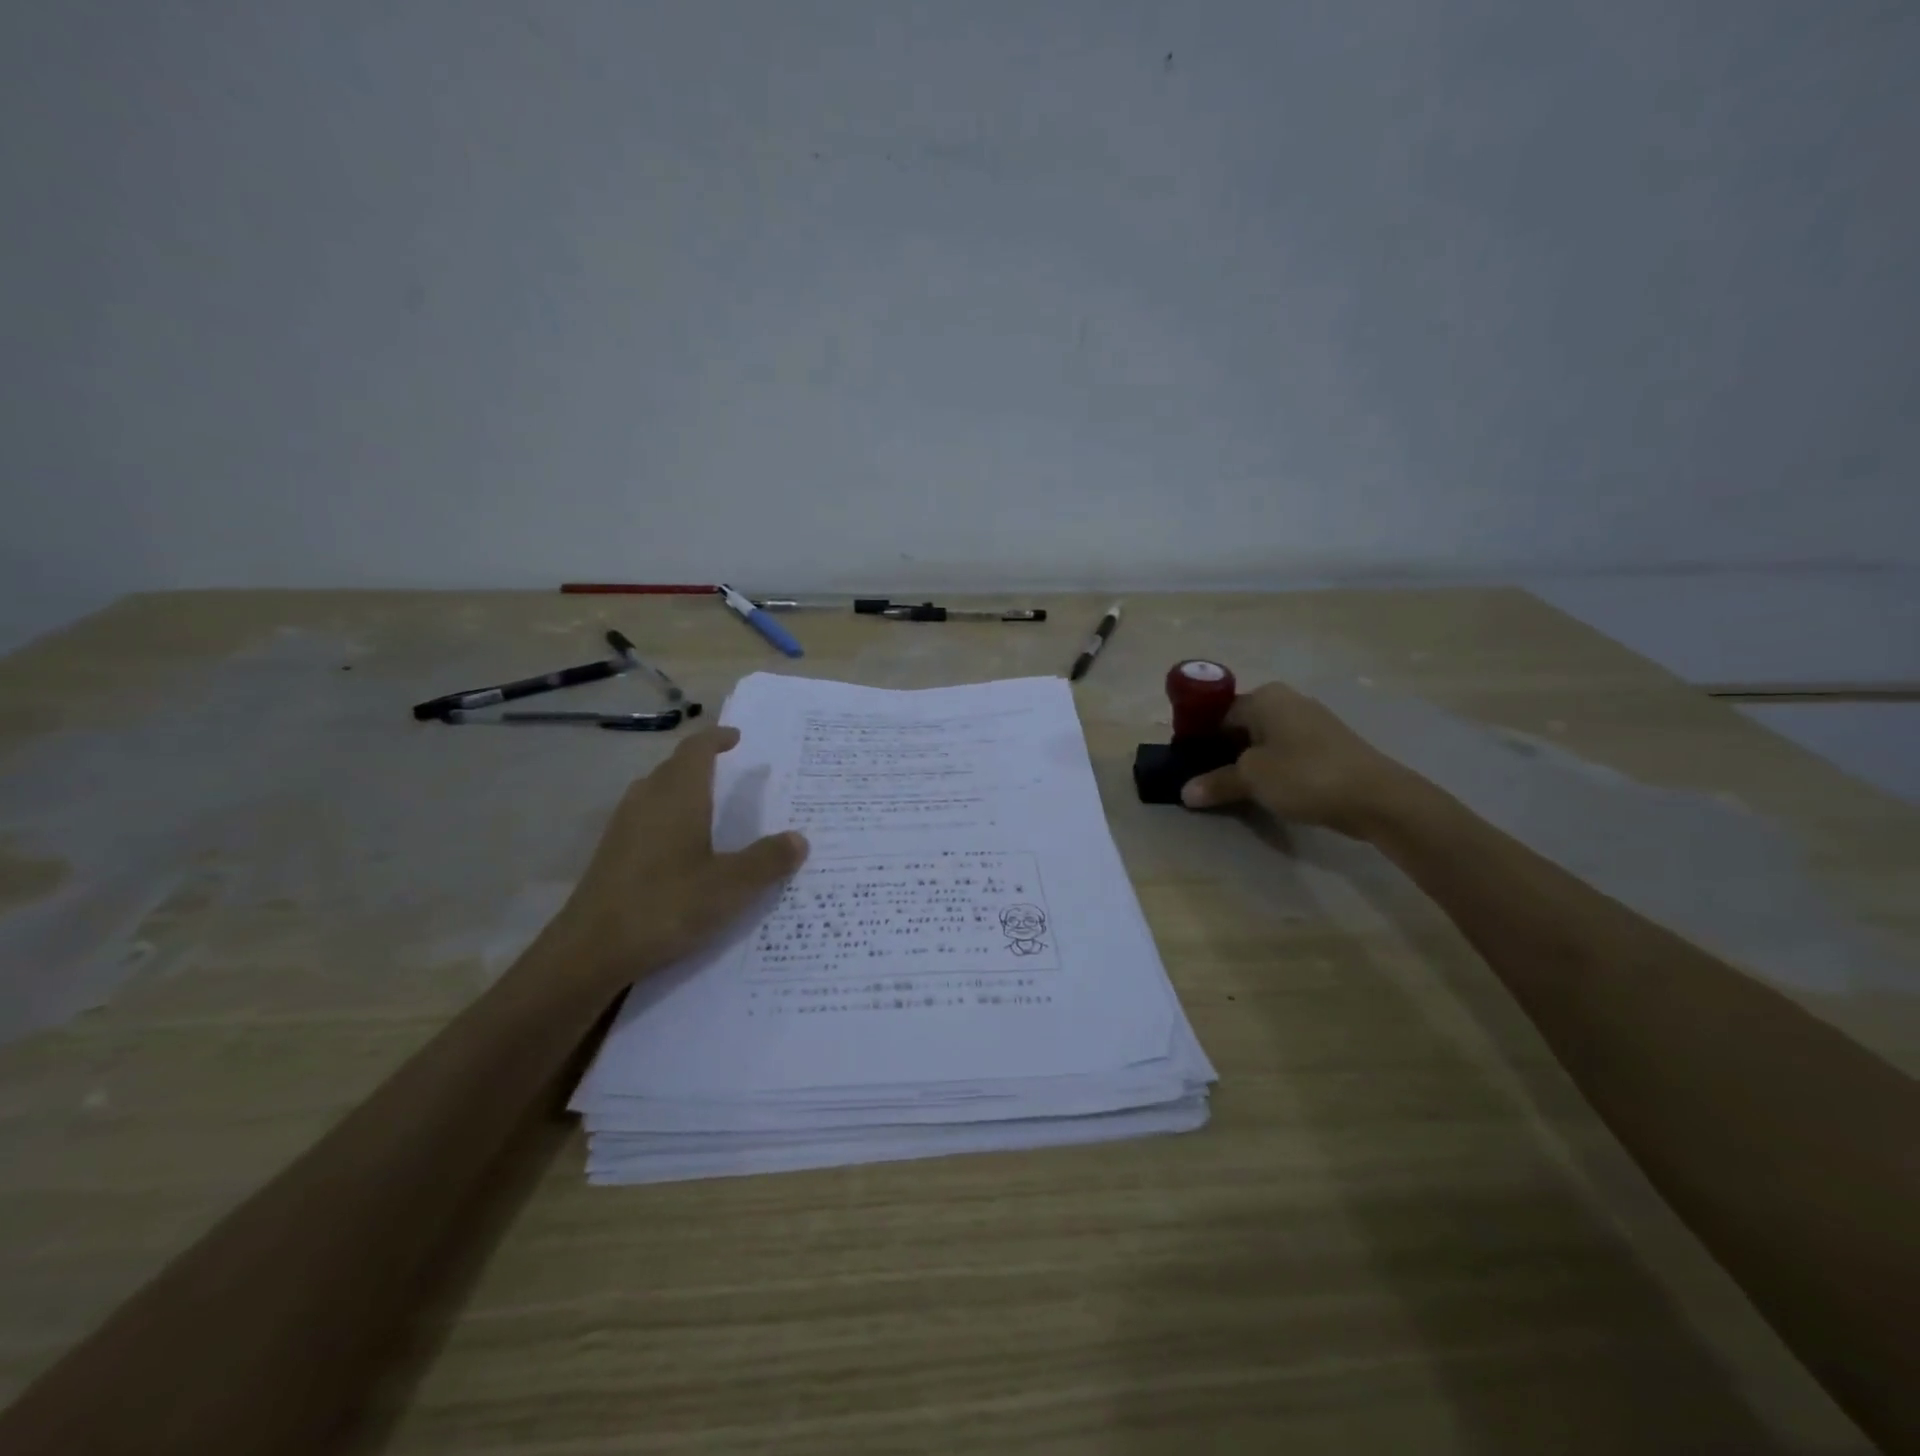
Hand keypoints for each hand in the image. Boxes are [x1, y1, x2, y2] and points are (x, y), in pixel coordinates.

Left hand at [545, 726, 807, 988]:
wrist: (589, 952)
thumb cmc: (666, 906)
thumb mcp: (731, 887)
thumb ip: (767, 860)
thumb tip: (798, 839)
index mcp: (677, 796)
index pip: (696, 750)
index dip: (716, 739)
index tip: (737, 738)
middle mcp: (646, 802)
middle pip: (674, 769)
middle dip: (702, 765)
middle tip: (734, 776)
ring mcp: (623, 829)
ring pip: (656, 795)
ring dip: (683, 794)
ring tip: (713, 811)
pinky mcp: (611, 856)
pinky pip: (646, 822)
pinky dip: (669, 822)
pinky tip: (684, 853)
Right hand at [1180, 682, 1419, 837]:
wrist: (1376, 797)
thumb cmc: (1304, 775)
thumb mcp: (1251, 779)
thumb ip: (1216, 782)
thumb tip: (1184, 792)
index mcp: (1265, 697)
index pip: (1217, 713)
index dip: (1199, 739)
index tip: (1187, 765)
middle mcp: (1287, 701)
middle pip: (1240, 726)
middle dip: (1221, 752)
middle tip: (1205, 782)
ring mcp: (1311, 723)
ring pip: (1263, 741)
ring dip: (1246, 764)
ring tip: (1232, 790)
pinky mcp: (1327, 746)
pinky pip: (1285, 753)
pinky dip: (1272, 769)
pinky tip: (1266, 792)